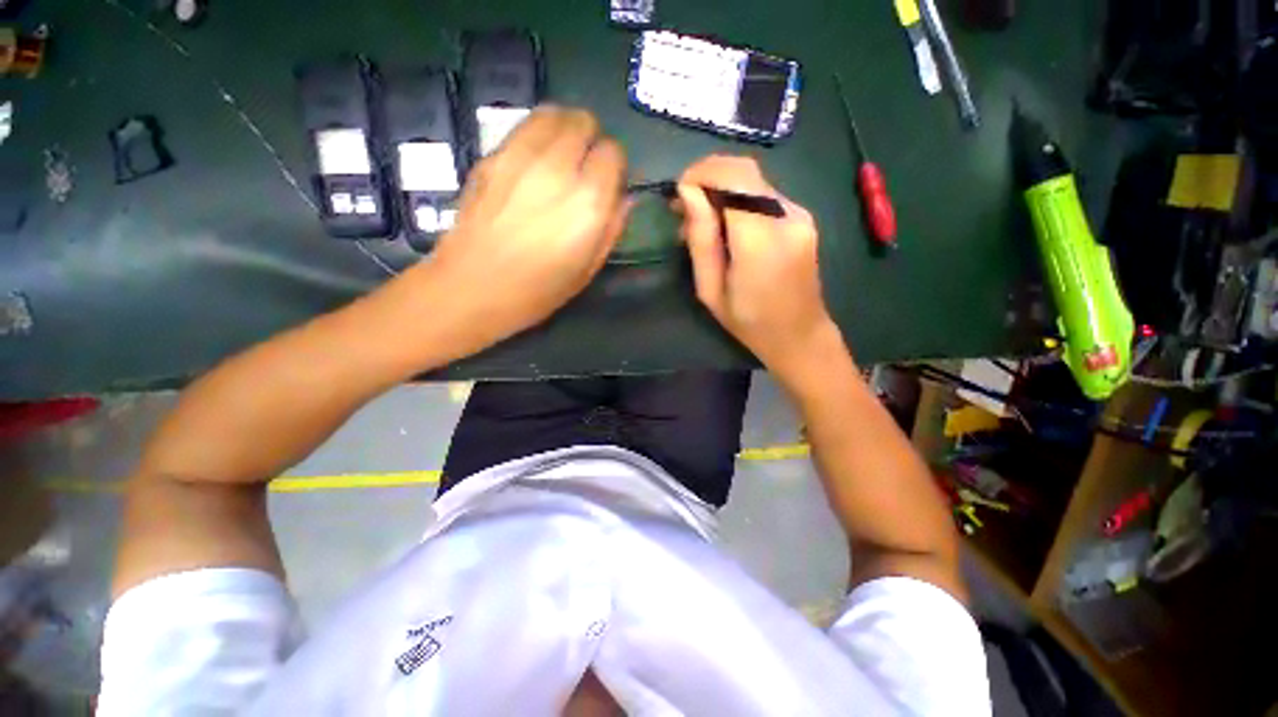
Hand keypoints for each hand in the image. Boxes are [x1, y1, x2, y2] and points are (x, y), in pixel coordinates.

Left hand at [421, 106, 628, 350]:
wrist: (472, 288)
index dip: (615, 167)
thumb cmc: (538, 290)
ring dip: (565, 129)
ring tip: (562, 157)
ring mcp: (520, 156)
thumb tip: (625, 198)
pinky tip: (534, 164)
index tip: (609, 184)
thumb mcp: (589, 269)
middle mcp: (557, 168)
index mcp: (588, 201)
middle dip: (592, 141)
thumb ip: (612, 228)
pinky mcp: (492, 155)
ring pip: (553, 113)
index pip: (613, 153)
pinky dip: (538, 135)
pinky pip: (525, 127)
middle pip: (584, 122)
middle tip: (586, 168)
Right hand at [677, 155, 843, 377]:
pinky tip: (726, 223)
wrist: (799, 335)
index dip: (700, 175)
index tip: (677, 192)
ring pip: (755, 179)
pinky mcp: (803, 218)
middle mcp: (787, 217)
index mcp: (760, 241)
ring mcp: (800, 215)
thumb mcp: (710, 290)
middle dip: (709, 176)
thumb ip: (701, 239)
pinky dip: (739, 197)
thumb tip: (687, 193)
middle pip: (744, 171)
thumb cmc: (749, 322)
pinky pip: (765, 194)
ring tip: (700, 218)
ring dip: (723, 187)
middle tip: (684, 204)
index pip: (731, 180)